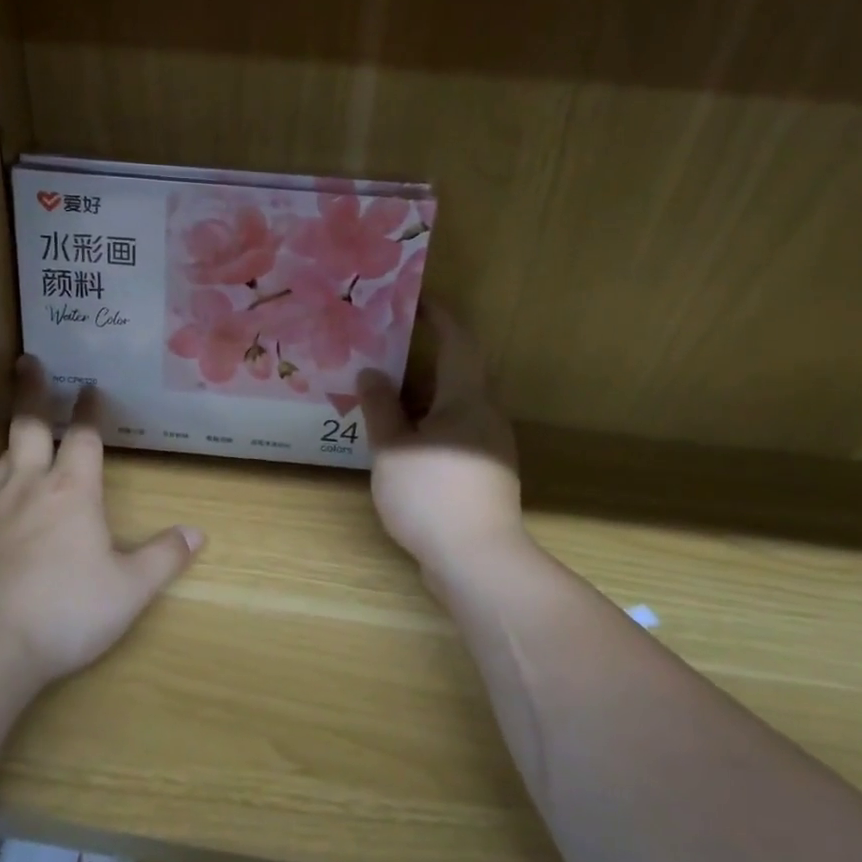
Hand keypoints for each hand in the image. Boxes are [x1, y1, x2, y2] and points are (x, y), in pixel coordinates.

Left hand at [0, 357, 203, 683]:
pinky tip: (0, 494)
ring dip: (15, 436)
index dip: (90, 409)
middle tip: (29, 362)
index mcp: (72, 491)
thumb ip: (163, 557)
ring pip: (3, 456)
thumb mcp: (129, 589)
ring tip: (21, 429)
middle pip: (28, 425)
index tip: (92, 386)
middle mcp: (29, 487)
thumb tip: (196, 533)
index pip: (84, 436)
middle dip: (33, 391)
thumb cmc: (67, 610)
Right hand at [358, 306, 525, 580]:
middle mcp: (486, 415)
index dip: (440, 316)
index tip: (415, 300)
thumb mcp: (392, 448)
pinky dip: (429, 422)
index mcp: (467, 399)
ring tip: (386, 392)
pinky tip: (402, 436)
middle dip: (427, 355)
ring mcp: (490, 446)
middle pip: (460, 372)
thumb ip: (380, 408)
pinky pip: (456, 431)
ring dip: (425, 393)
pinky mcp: (485, 474)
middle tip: (387, 347)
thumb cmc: (431, 495)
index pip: (459, 342)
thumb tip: (371, 373)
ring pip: (456, 405)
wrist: (477, 561)